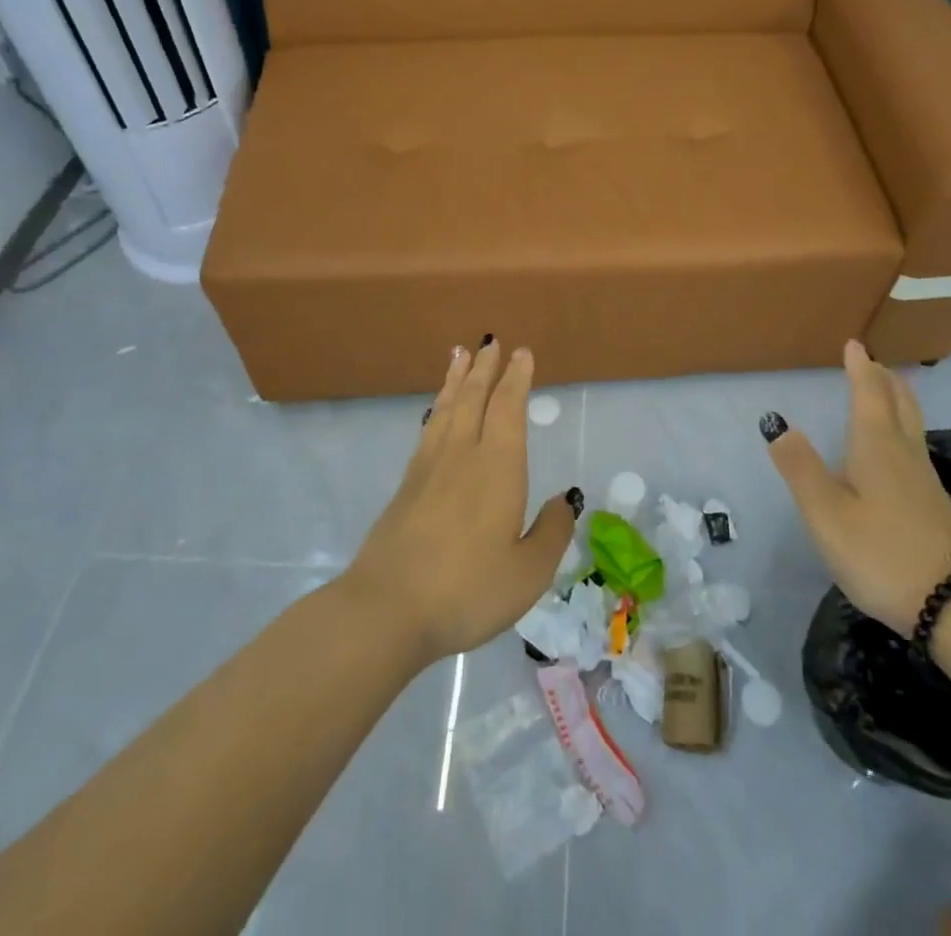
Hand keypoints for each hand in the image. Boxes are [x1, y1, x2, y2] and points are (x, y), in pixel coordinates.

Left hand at [343, 340, 575, 664]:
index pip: (508, 409)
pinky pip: (427, 430)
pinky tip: (436, 411)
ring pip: (446, 409)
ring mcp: (428, 468)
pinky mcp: (406, 486)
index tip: (521, 353)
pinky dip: (436, 409)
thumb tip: (565, 500)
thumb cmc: (467, 590)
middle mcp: (462, 455)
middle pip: (473, 398)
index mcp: (498, 467)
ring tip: (460, 355)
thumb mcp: (528, 573)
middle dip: (485, 368)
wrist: (386, 610)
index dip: (516, 379)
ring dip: (456, 379)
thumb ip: (551, 533)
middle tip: (491, 342)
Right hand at [766, 339, 950, 632]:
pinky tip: (897, 450)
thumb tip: (777, 423)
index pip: (869, 394)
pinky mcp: (934, 505)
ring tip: (886, 392)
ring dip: (897, 400)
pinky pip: (915, 447)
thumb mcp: (826, 513)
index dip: (860, 368)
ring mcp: (925, 480)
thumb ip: (800, 468)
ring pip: (912, 425)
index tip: (855, 344)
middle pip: (900, 403)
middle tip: (872, 362)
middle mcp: (905, 454)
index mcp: (877, 447)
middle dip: (884, 379)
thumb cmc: (880, 553)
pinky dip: (903, 428)